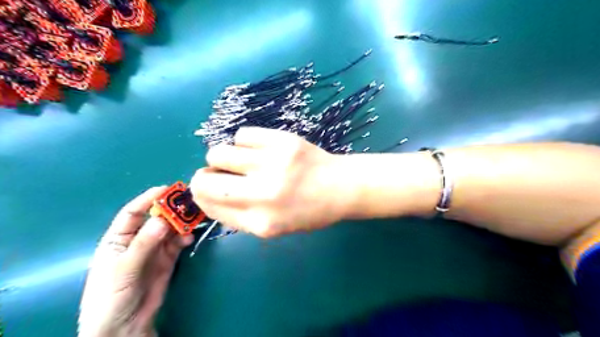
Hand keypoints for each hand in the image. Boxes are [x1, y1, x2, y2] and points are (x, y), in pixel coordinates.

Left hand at [77, 187, 192, 336]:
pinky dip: (185, 237)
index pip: (133, 213)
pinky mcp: (168, 258)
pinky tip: (190, 237)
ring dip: (182, 223)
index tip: (167, 189)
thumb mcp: (124, 269)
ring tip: (194, 218)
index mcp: (118, 238)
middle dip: (171, 210)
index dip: (148, 199)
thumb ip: (143, 244)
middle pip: (157, 218)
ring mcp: (155, 249)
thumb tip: (163, 220)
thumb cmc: (111, 297)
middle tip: (188, 202)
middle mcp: (138, 240)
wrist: (125, 326)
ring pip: (171, 229)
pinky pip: (178, 242)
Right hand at [189, 127, 354, 238]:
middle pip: (204, 180)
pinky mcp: (284, 141)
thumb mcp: (274, 227)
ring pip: (219, 152)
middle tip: (220, 173)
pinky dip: (245, 142)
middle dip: (205, 176)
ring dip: (224, 157)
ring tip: (244, 160)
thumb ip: (239, 216)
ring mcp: (274, 164)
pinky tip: (261, 149)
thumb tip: (208, 196)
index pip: (209, 205)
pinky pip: (242, 134)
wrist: (342, 187)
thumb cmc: (309, 211)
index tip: (209, 189)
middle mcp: (264, 194)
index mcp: (261, 223)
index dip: (202, 195)